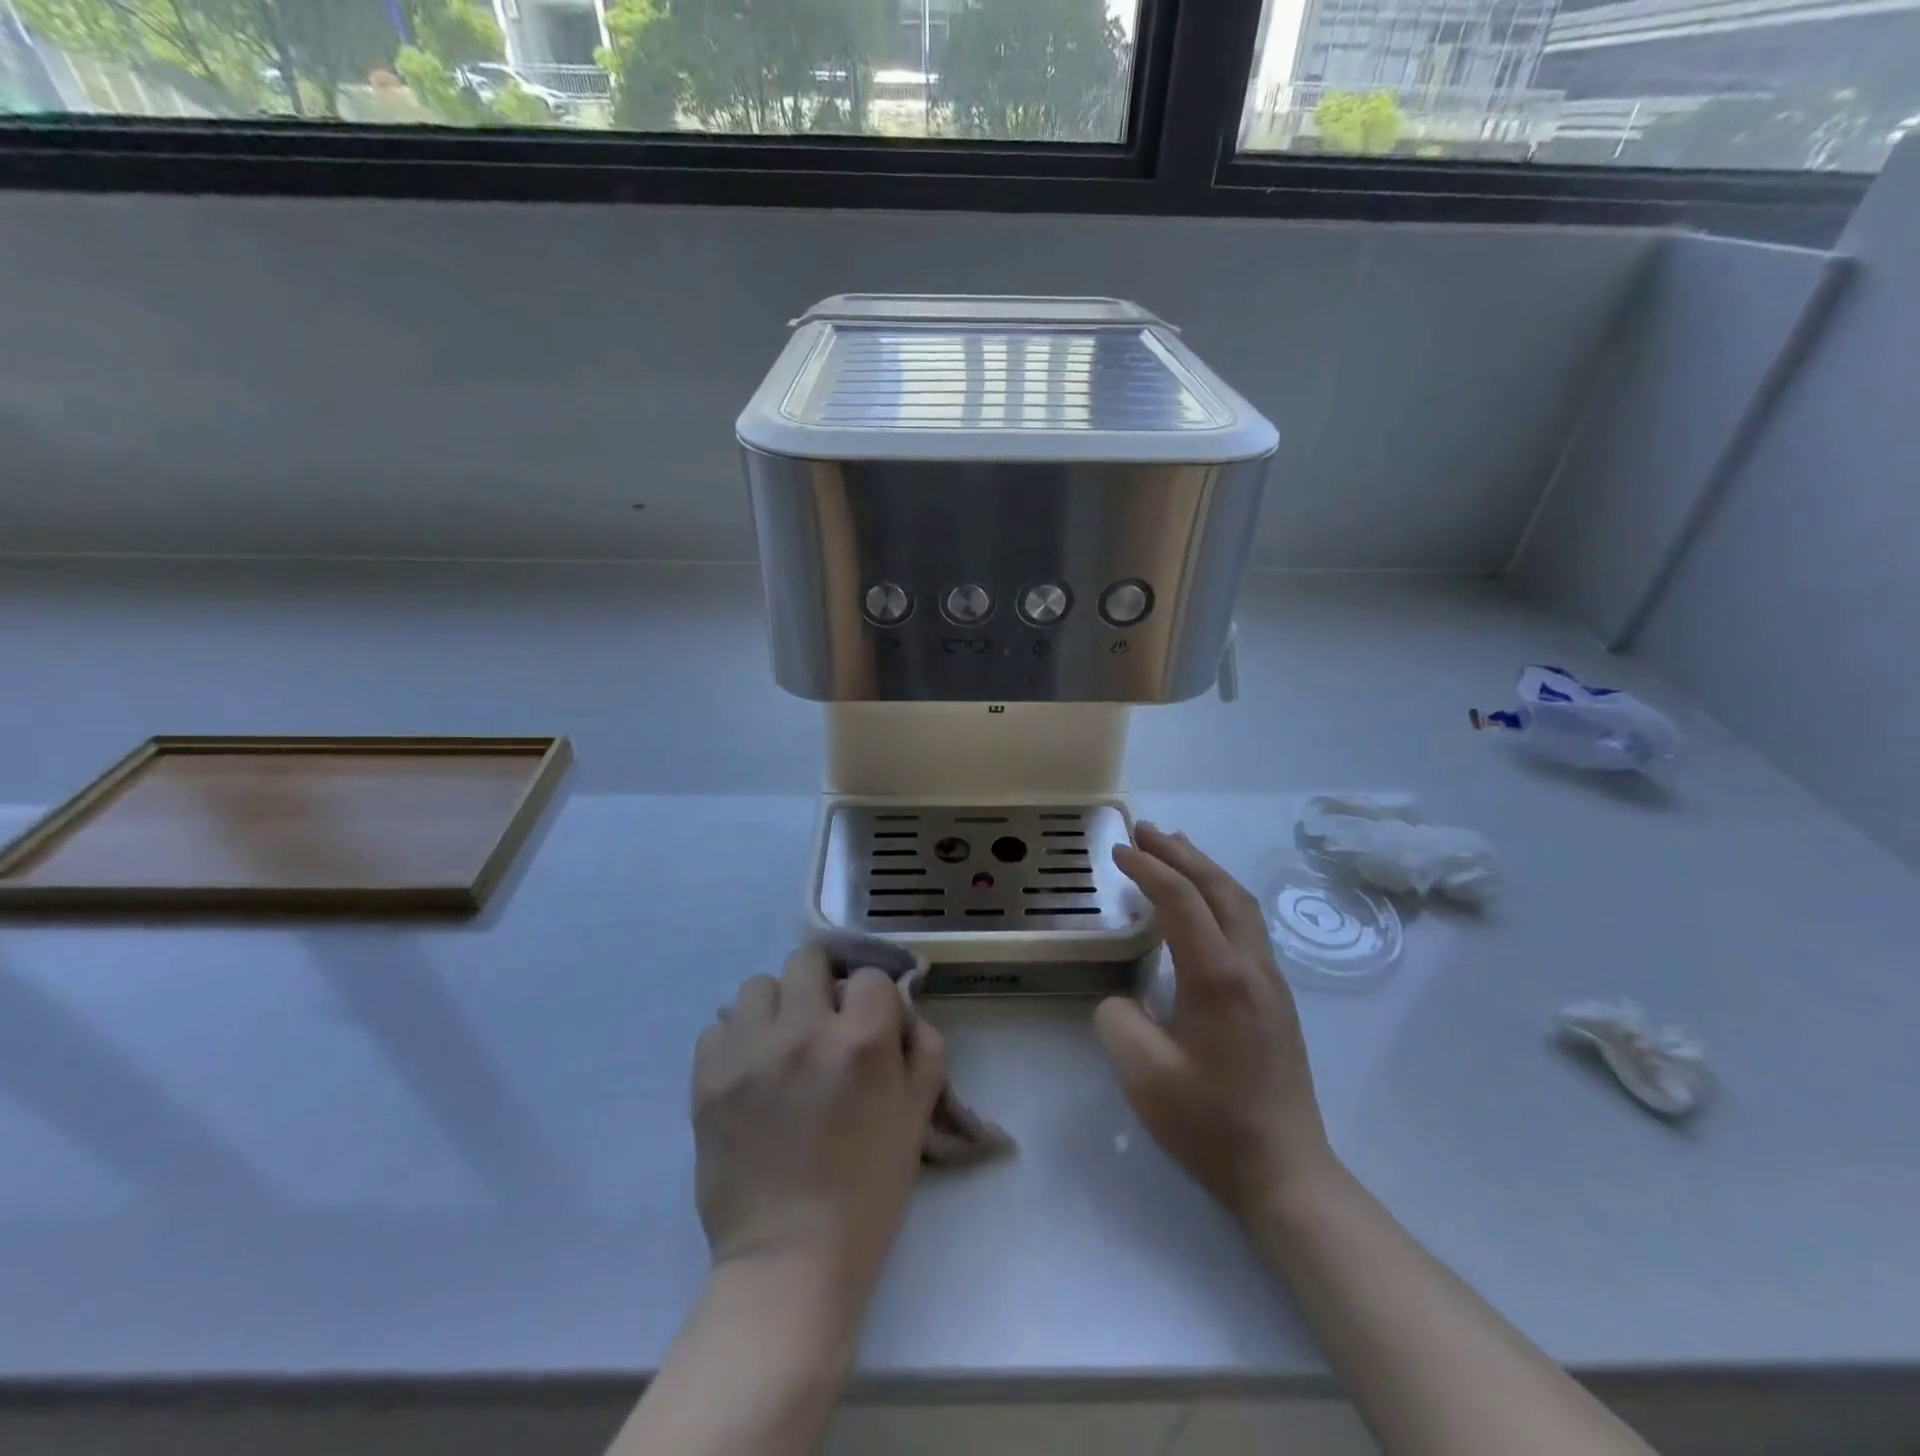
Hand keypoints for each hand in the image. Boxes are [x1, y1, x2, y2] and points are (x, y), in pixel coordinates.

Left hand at [693, 946, 945, 1296]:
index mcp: (861, 1040)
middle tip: (825, 1020)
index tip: (871, 1022)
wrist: (790, 1258)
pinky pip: (718, 1027)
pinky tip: (751, 1072)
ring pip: (758, 985)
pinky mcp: (707, 1079)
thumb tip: (901, 1006)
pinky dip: (737, 1040)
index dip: (875, 997)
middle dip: (823, 982)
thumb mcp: (918, 1115)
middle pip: (808, 960)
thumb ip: (923, 1046)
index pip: (869, 974)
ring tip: (783, 1044)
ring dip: (777, 1006)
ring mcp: (749, 1052)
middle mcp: (803, 1031)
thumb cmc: (867, 1189)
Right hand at [1097, 824, 1337, 1219]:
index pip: (1181, 901)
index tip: (1118, 851)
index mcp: (1219, 977)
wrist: (1286, 1172)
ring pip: (1239, 903)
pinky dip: (1220, 895)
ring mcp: (1270, 980)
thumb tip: (1125, 997)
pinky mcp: (1275, 997)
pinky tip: (1204, 903)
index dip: (1148, 870)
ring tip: (1175, 847)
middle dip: (1180, 853)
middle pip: (1218, 888)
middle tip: (1144, 830)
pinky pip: (1246, 924)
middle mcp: (1251, 966)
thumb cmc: (1212, 1124)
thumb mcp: (1144, 1075)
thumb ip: (1118, 1020)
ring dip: (1205, 869)